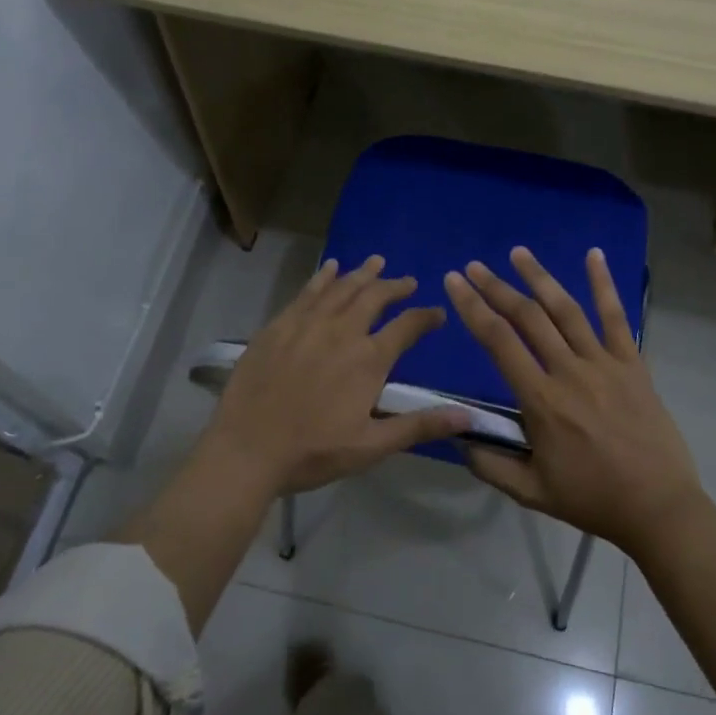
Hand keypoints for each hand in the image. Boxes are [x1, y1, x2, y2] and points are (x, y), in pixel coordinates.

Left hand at [206, 254, 469, 493]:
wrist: (247, 449)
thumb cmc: (313, 452)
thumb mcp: (372, 446)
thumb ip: (419, 426)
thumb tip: (468, 417)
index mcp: (368, 359)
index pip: (407, 327)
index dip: (426, 317)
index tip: (437, 313)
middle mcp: (341, 331)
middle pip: (374, 297)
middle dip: (395, 286)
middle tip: (407, 281)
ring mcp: (306, 324)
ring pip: (341, 288)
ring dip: (362, 274)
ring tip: (376, 262)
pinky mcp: (278, 326)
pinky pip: (306, 292)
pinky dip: (322, 277)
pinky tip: (330, 267)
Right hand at [444, 246, 705, 557]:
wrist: (658, 507)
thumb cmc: (592, 499)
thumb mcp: (531, 492)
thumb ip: (490, 464)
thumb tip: (457, 436)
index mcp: (541, 401)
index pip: (498, 342)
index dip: (472, 308)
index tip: (454, 282)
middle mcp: (570, 371)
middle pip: (527, 317)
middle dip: (496, 287)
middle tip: (474, 266)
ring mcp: (605, 363)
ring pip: (566, 309)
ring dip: (539, 277)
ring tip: (518, 253)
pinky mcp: (633, 364)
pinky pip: (617, 317)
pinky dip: (605, 284)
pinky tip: (594, 255)